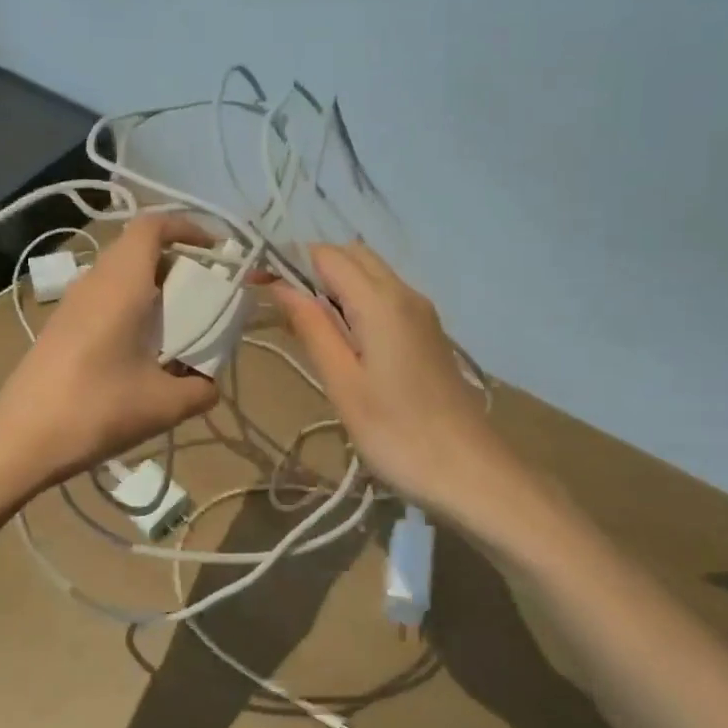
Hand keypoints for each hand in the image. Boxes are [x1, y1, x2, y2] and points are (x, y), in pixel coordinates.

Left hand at [0, 216, 219, 493]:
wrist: (19, 441)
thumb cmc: (96, 410)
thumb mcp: (164, 405)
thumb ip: (200, 389)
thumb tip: (209, 383)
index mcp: (120, 284)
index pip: (151, 226)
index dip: (187, 227)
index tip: (215, 251)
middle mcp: (94, 282)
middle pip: (138, 248)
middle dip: (177, 262)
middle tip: (204, 296)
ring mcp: (71, 304)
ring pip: (119, 274)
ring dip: (153, 288)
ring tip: (178, 326)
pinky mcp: (59, 326)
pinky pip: (104, 298)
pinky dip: (131, 307)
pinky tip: (141, 351)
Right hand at [273, 242, 501, 513]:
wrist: (470, 472)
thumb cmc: (396, 433)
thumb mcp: (343, 384)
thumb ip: (312, 328)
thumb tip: (280, 285)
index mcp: (381, 302)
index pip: (327, 254)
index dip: (288, 261)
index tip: (257, 285)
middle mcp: (405, 294)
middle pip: (352, 256)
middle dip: (312, 269)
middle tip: (283, 311)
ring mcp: (422, 313)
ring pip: (371, 275)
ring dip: (335, 286)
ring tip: (308, 329)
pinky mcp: (428, 333)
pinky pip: (386, 298)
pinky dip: (357, 303)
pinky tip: (344, 343)